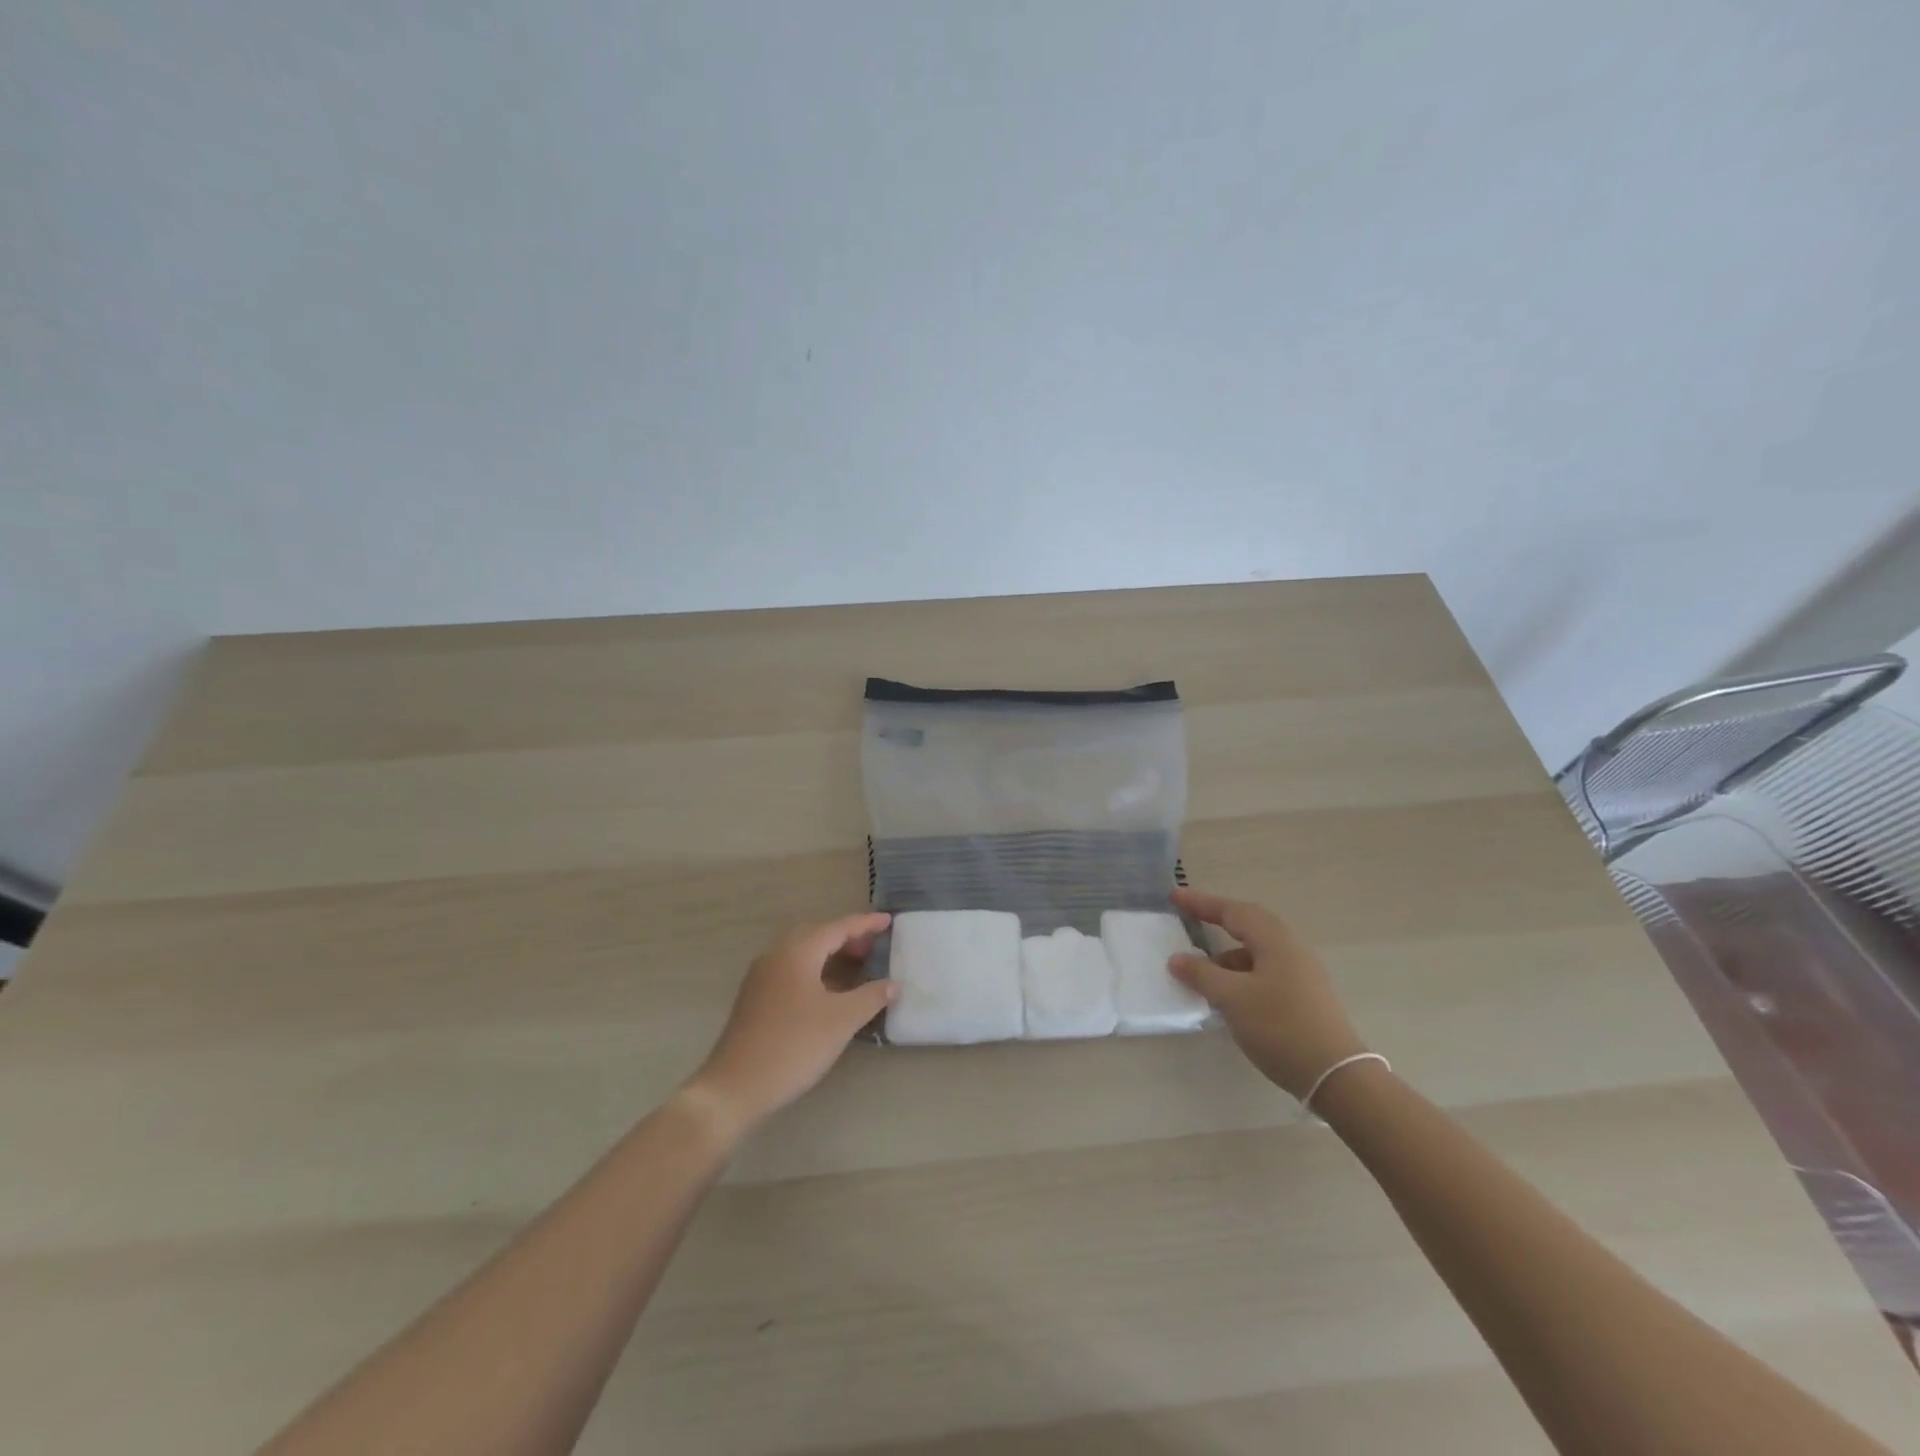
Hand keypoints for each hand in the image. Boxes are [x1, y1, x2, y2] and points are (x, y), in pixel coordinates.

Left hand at [684, 913, 894, 1133]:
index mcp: (796, 953)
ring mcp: (761, 978)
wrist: (735, 1087)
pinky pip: (792, 971)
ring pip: (802, 954)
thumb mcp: (841, 1021)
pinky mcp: (755, 999)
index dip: (865, 924)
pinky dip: (815, 971)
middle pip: (817, 935)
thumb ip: (870, 997)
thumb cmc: (793, 1046)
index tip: (888, 921)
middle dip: (846, 937)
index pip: (837, 928)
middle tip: (872, 948)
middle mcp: (776, 956)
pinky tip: (829, 994)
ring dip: (830, 955)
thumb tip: (893, 984)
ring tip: (856, 968)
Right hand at [1168, 887, 1367, 1099]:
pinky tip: (1229, 997)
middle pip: (1249, 926)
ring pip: (1257, 952)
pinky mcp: (1305, 997)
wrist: (1336, 1076)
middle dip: (1217, 923)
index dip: (1201, 903)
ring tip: (1202, 974)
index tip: (1175, 897)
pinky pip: (1265, 972)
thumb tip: (1177, 959)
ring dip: (1228, 956)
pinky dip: (1241, 975)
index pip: (1232, 911)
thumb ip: (1201, 974)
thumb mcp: (1232, 998)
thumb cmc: (1280, 1027)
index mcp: (1274, 941)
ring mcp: (1301, 973)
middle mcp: (1291, 949)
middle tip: (1189, 922)